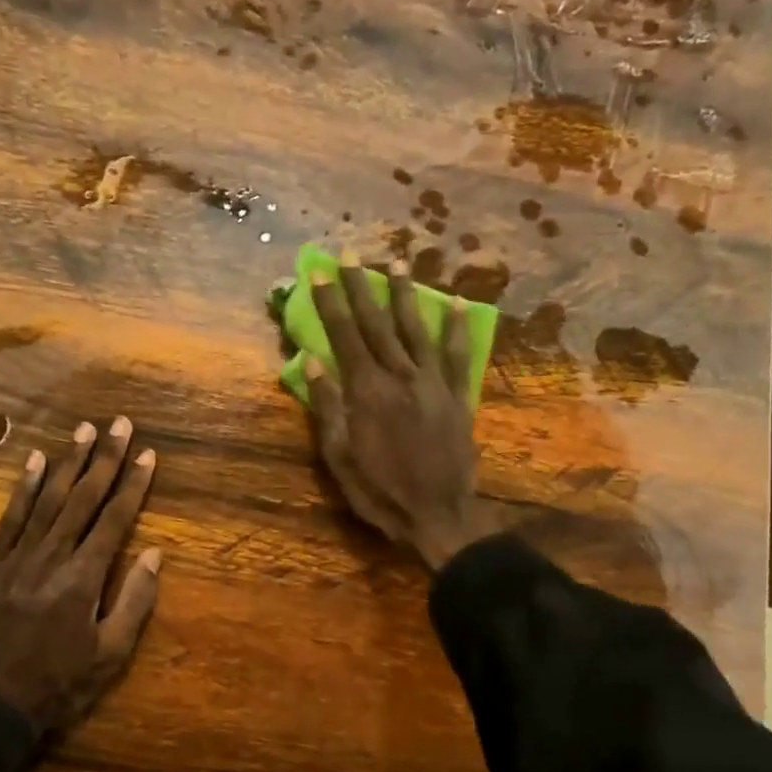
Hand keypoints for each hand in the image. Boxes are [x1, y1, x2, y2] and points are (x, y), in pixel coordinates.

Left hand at [0, 417, 161, 739]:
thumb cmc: (60, 685)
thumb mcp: (110, 655)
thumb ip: (133, 601)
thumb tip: (154, 553)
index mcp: (83, 579)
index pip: (114, 520)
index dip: (133, 485)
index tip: (148, 454)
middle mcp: (51, 558)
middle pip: (83, 499)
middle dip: (104, 459)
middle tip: (120, 424)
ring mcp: (17, 559)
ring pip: (47, 500)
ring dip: (67, 463)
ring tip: (83, 429)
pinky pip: (9, 519)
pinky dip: (24, 488)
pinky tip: (35, 461)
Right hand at [306, 249, 499, 569]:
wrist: (438, 515)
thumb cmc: (379, 490)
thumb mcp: (340, 456)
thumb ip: (327, 406)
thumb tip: (313, 362)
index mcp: (366, 390)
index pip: (345, 335)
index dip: (331, 302)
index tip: (320, 272)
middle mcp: (400, 376)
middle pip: (378, 323)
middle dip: (362, 287)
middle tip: (352, 255)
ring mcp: (433, 383)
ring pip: (416, 329)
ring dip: (406, 295)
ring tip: (399, 264)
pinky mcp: (458, 396)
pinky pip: (457, 355)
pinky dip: (456, 328)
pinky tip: (456, 303)